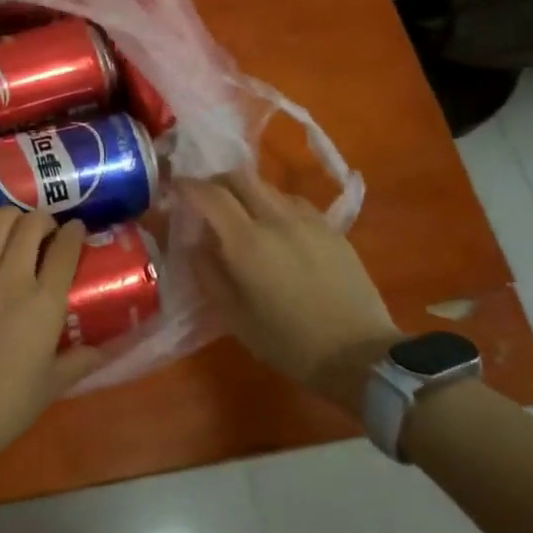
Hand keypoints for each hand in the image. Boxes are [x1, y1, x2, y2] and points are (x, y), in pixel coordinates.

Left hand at [0, 210, 105, 483]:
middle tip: (44, 230)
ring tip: (11, 228)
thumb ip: (83, 359)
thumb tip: (110, 348)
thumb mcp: (54, 383)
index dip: (75, 233)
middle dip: (43, 220)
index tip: (76, 230)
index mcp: (44, 301)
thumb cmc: (8, 404)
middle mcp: (11, 276)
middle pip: (32, 225)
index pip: (66, 248)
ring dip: (9, 218)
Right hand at [181, 170, 399, 391]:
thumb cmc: (288, 342)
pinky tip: (276, 229)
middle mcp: (276, 219)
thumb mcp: (234, 316)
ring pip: (267, 187)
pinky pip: (293, 203)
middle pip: (239, 177)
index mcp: (247, 242)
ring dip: (246, 192)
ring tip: (240, 216)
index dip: (187, 186)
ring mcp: (308, 220)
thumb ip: (208, 273)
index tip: (174, 188)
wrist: (359, 355)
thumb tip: (194, 244)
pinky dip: (274, 205)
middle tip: (204, 198)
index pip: (209, 194)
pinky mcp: (332, 229)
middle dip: (215, 181)